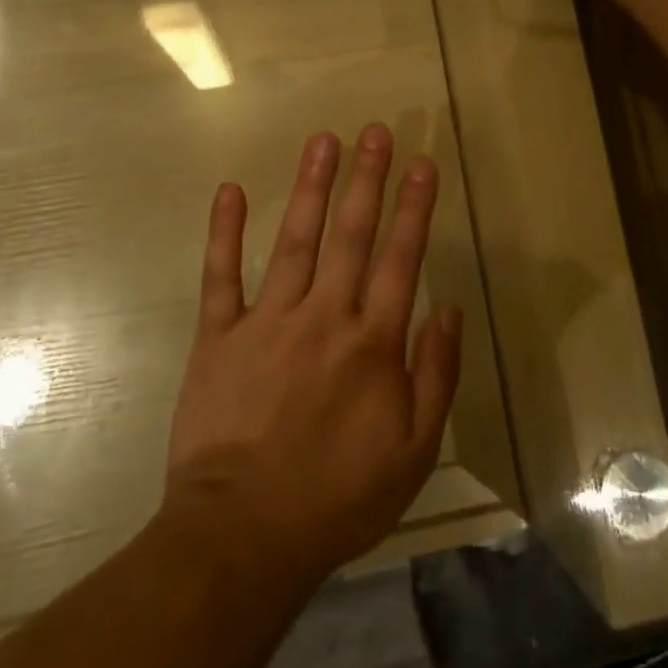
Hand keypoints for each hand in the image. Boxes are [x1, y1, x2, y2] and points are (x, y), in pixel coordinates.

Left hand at [164, 124, 460, 588]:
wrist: (243, 536)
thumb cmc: (337, 499)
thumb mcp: (412, 452)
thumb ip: (435, 376)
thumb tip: (448, 310)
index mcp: (372, 344)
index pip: (400, 259)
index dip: (413, 208)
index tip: (420, 164)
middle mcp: (324, 318)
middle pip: (352, 235)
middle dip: (367, 179)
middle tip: (375, 131)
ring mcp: (267, 321)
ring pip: (296, 241)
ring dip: (313, 187)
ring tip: (324, 140)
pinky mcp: (219, 336)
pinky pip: (222, 276)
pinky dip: (226, 232)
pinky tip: (231, 191)